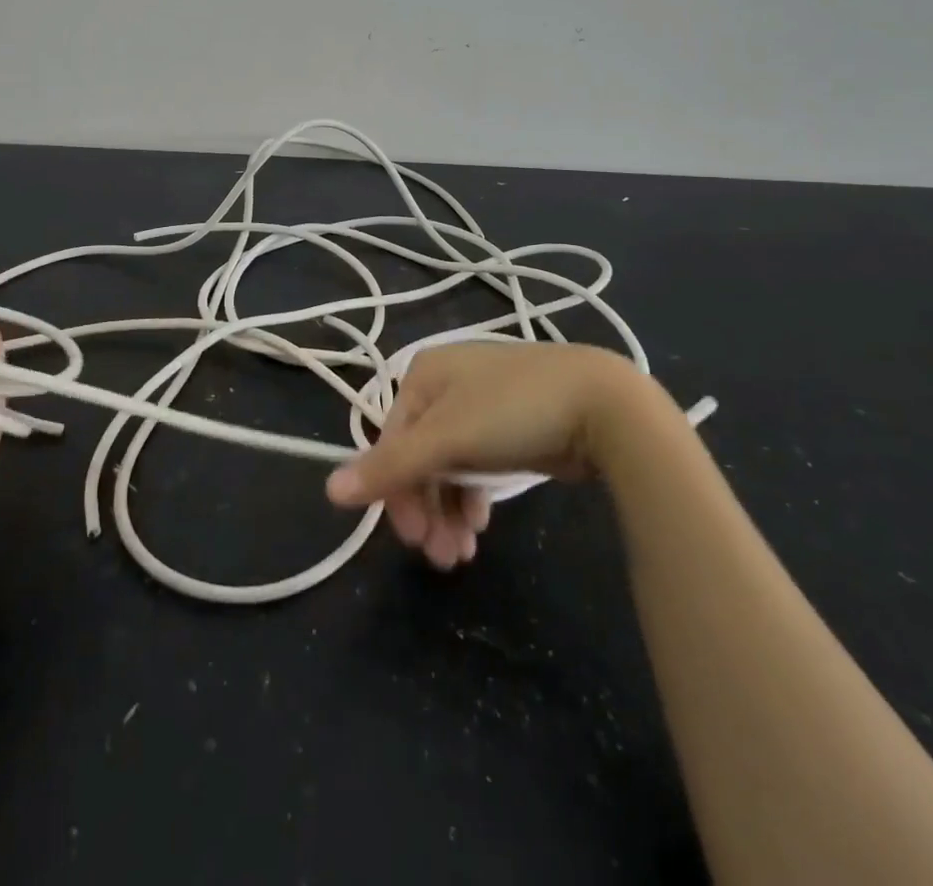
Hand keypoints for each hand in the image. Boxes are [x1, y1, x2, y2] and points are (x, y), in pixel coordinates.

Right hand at [324, 342, 661, 569]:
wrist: (604, 405)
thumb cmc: (513, 411)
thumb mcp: (448, 438)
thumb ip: (390, 467)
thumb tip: (329, 491)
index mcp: (423, 374)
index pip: (392, 440)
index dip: (396, 492)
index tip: (413, 538)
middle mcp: (446, 386)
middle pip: (419, 457)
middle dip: (427, 509)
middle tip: (442, 557)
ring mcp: (480, 406)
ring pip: (448, 466)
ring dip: (448, 511)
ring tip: (461, 553)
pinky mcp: (510, 428)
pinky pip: (476, 467)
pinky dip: (472, 498)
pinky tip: (480, 525)